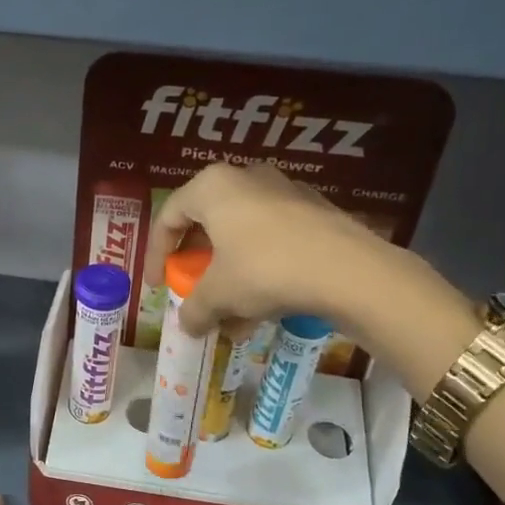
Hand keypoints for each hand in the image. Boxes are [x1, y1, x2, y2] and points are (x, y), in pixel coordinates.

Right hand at [141, 162, 374, 335]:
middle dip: (198, 266)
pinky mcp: (315, 212)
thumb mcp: (219, 294)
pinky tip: (264, 309)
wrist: (349, 270)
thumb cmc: (265, 269)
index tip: (157, 285)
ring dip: (230, 276)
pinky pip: (273, 242)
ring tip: (231, 317)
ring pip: (242, 237)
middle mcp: (246, 178)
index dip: (156, 254)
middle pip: (208, 224)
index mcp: (212, 187)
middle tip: (194, 291)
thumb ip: (194, 309)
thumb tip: (187, 326)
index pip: (169, 217)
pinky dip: (260, 272)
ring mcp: (285, 192)